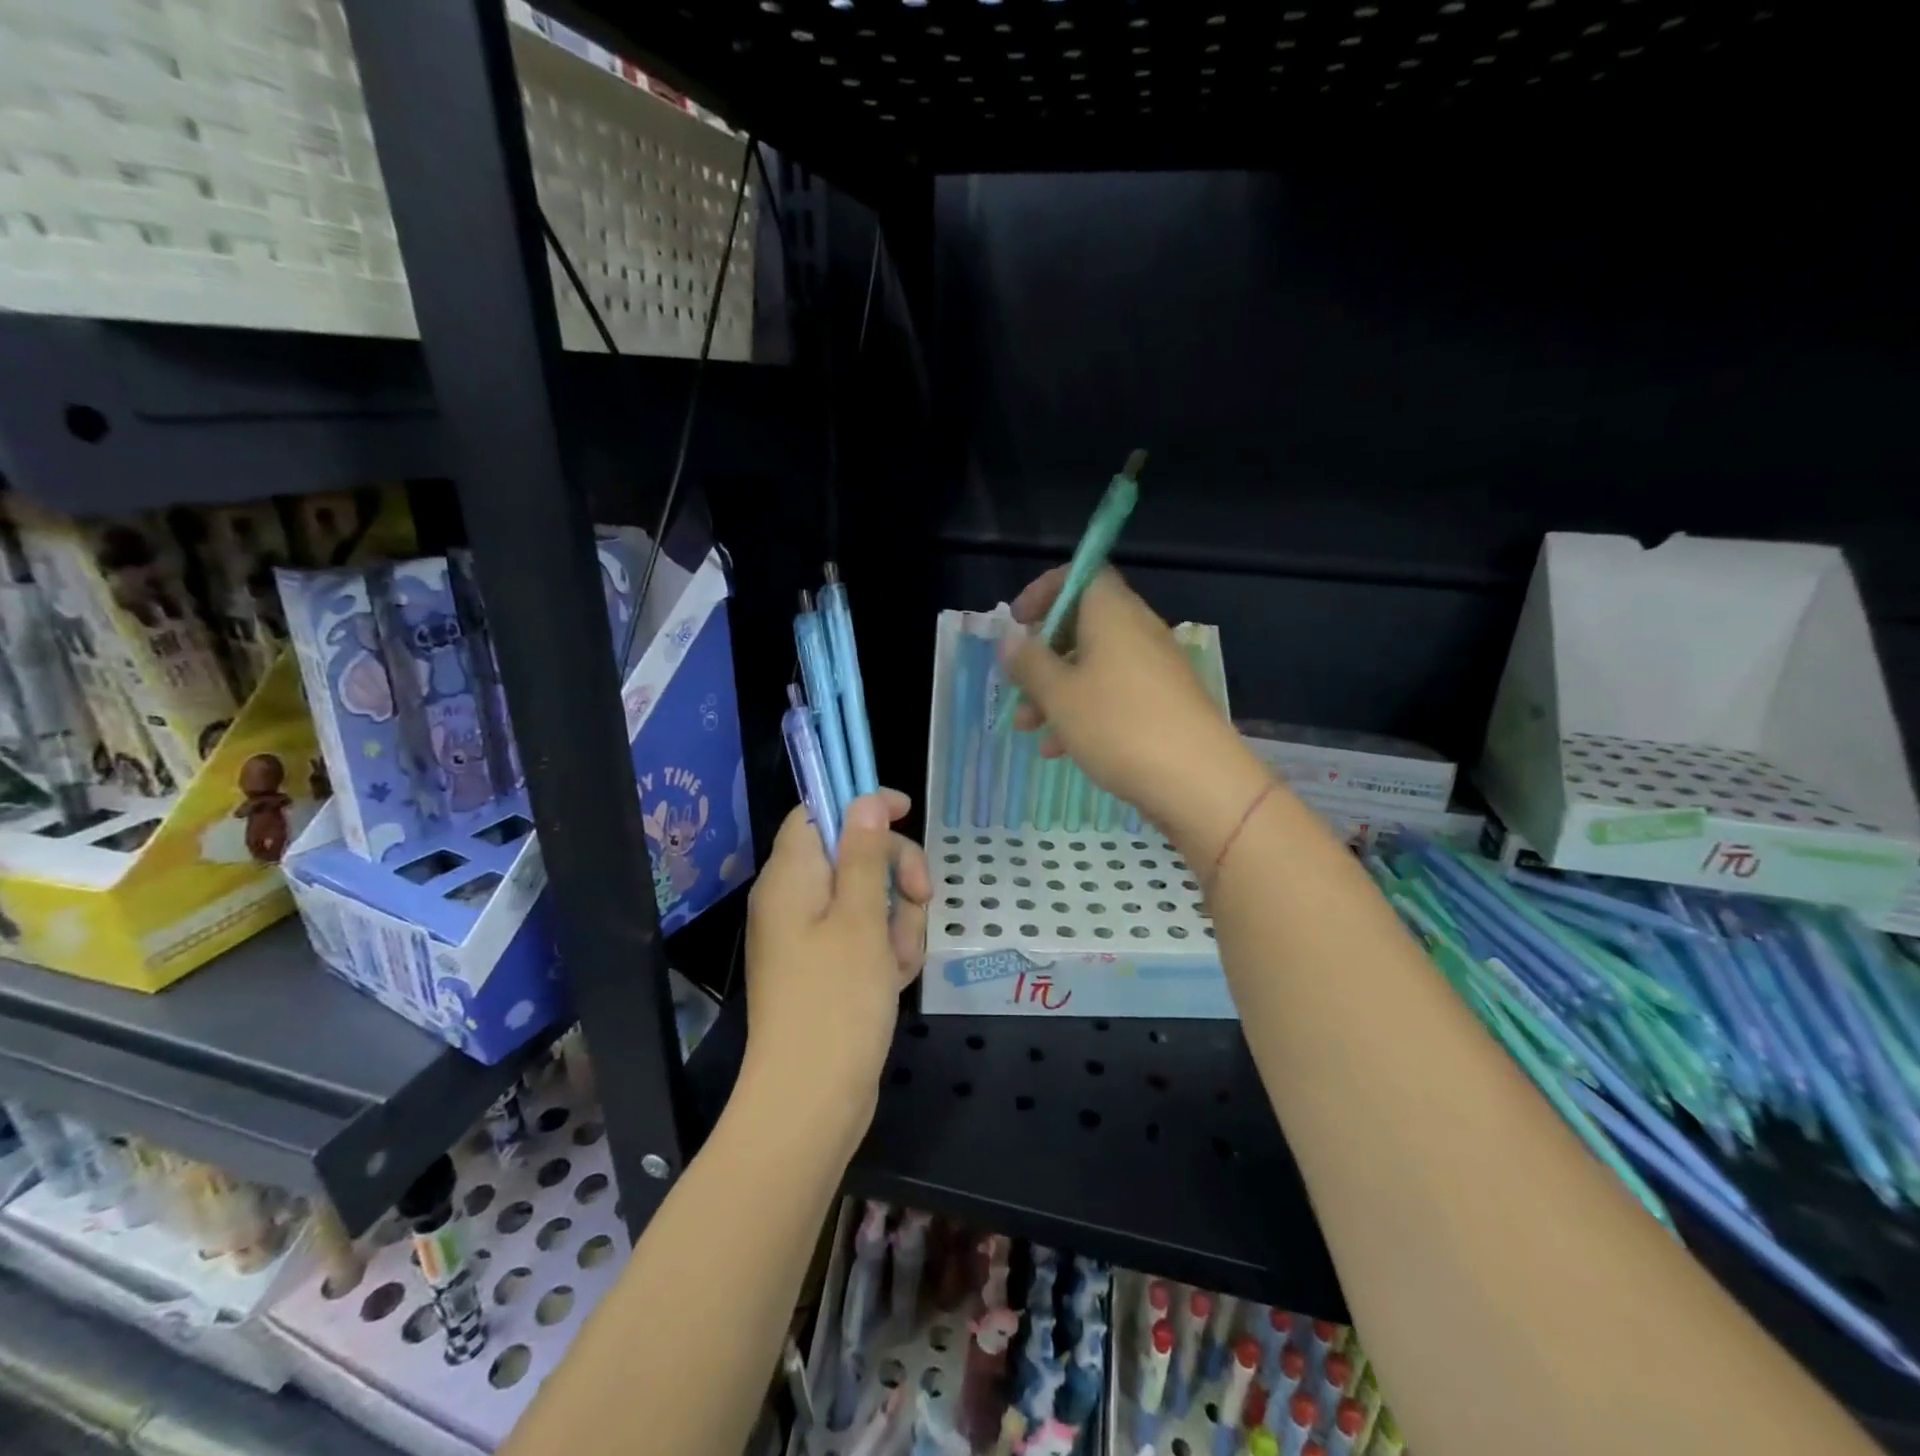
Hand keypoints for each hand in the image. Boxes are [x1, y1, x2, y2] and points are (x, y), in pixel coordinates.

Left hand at [743, 790, 930, 1138]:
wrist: (811, 1102)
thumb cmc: (836, 1001)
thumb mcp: (862, 918)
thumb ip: (866, 854)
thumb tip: (864, 800)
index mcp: (791, 877)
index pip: (818, 813)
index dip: (860, 805)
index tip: (906, 811)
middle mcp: (794, 900)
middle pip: (853, 854)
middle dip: (896, 872)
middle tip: (921, 897)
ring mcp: (810, 937)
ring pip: (870, 898)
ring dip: (898, 920)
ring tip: (898, 961)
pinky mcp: (826, 969)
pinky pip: (866, 937)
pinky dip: (887, 950)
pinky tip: (895, 980)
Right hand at [1000, 567, 1268, 858]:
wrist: (1198, 781)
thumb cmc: (1119, 726)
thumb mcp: (1059, 695)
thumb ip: (1029, 663)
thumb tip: (1011, 639)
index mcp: (1113, 613)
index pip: (1081, 574)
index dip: (1044, 591)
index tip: (1018, 622)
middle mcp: (1137, 631)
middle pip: (1082, 626)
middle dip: (1042, 656)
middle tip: (1016, 684)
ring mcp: (1154, 669)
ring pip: (1093, 666)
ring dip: (1056, 691)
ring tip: (1028, 728)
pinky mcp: (1164, 703)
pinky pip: (1114, 694)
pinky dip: (1084, 711)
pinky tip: (1060, 750)